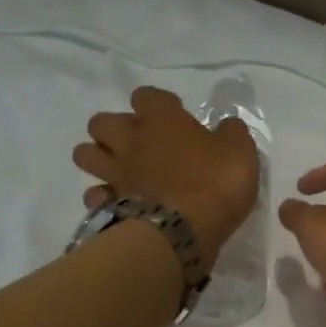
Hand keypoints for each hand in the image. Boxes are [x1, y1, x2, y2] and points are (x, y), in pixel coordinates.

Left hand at [74, 86, 258, 269]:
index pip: (147, 96)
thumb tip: (226, 127)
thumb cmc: (215, 183)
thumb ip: (231, 133)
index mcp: (161, 120)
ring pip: (84, 154)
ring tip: (121, 169)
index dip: (159, 104)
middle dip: (115, 129)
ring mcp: (116, 174)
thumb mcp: (240, 151)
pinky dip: (103, 197)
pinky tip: (119, 202)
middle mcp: (131, 141)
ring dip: (99, 158)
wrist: (185, 230)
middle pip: (102, 122)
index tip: (176, 115)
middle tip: (140, 144)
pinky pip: (94, 195)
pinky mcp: (110, 205)